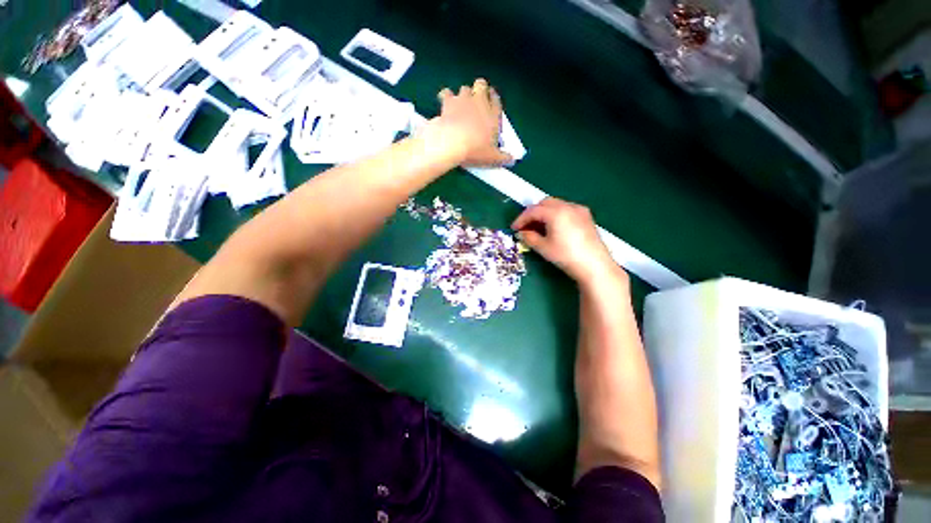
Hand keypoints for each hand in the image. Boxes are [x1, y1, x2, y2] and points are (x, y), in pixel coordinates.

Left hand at [424, 79, 512, 166]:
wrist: (453, 143)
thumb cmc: (476, 150)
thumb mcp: (493, 158)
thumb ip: (503, 157)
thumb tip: (511, 160)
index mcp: (493, 114)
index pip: (496, 100)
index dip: (494, 100)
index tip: (491, 103)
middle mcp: (479, 102)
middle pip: (481, 85)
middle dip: (480, 90)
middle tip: (477, 102)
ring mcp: (463, 99)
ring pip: (465, 89)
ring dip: (464, 96)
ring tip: (462, 106)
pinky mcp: (448, 102)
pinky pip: (446, 93)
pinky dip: (446, 98)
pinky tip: (445, 105)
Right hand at [512, 198, 627, 287]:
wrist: (594, 265)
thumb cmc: (566, 256)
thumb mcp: (543, 248)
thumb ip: (529, 237)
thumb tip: (521, 233)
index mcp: (556, 212)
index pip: (533, 210)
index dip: (521, 219)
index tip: (514, 228)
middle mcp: (568, 206)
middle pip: (544, 203)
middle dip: (533, 213)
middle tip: (526, 226)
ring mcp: (579, 210)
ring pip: (556, 205)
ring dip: (544, 213)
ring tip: (538, 227)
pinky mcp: (586, 216)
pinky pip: (566, 209)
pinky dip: (556, 214)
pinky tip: (554, 227)